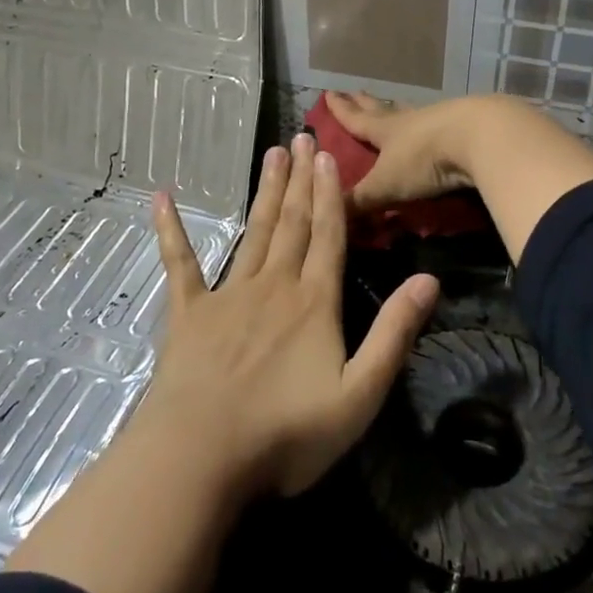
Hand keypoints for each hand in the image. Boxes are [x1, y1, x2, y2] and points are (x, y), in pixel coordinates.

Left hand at [144, 132, 439, 498]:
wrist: (201, 456)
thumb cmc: (286, 433)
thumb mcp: (359, 393)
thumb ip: (394, 333)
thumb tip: (429, 280)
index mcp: (314, 302)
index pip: (329, 235)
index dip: (332, 194)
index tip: (329, 155)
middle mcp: (273, 285)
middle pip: (293, 222)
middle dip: (301, 179)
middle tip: (301, 137)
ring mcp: (227, 295)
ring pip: (254, 232)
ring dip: (266, 192)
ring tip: (272, 154)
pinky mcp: (188, 313)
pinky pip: (180, 263)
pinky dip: (172, 230)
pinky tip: (162, 198)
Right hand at [325, 89, 592, 264]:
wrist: (480, 138)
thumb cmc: (425, 159)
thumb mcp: (387, 184)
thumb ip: (360, 202)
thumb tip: (330, 217)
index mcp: (386, 130)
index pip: (357, 119)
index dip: (341, 111)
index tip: (329, 93)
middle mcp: (410, 120)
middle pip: (384, 110)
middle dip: (367, 103)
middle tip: (355, 91)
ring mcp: (440, 121)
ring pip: (414, 113)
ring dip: (400, 112)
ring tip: (394, 107)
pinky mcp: (467, 128)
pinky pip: (441, 126)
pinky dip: (432, 126)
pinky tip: (436, 128)